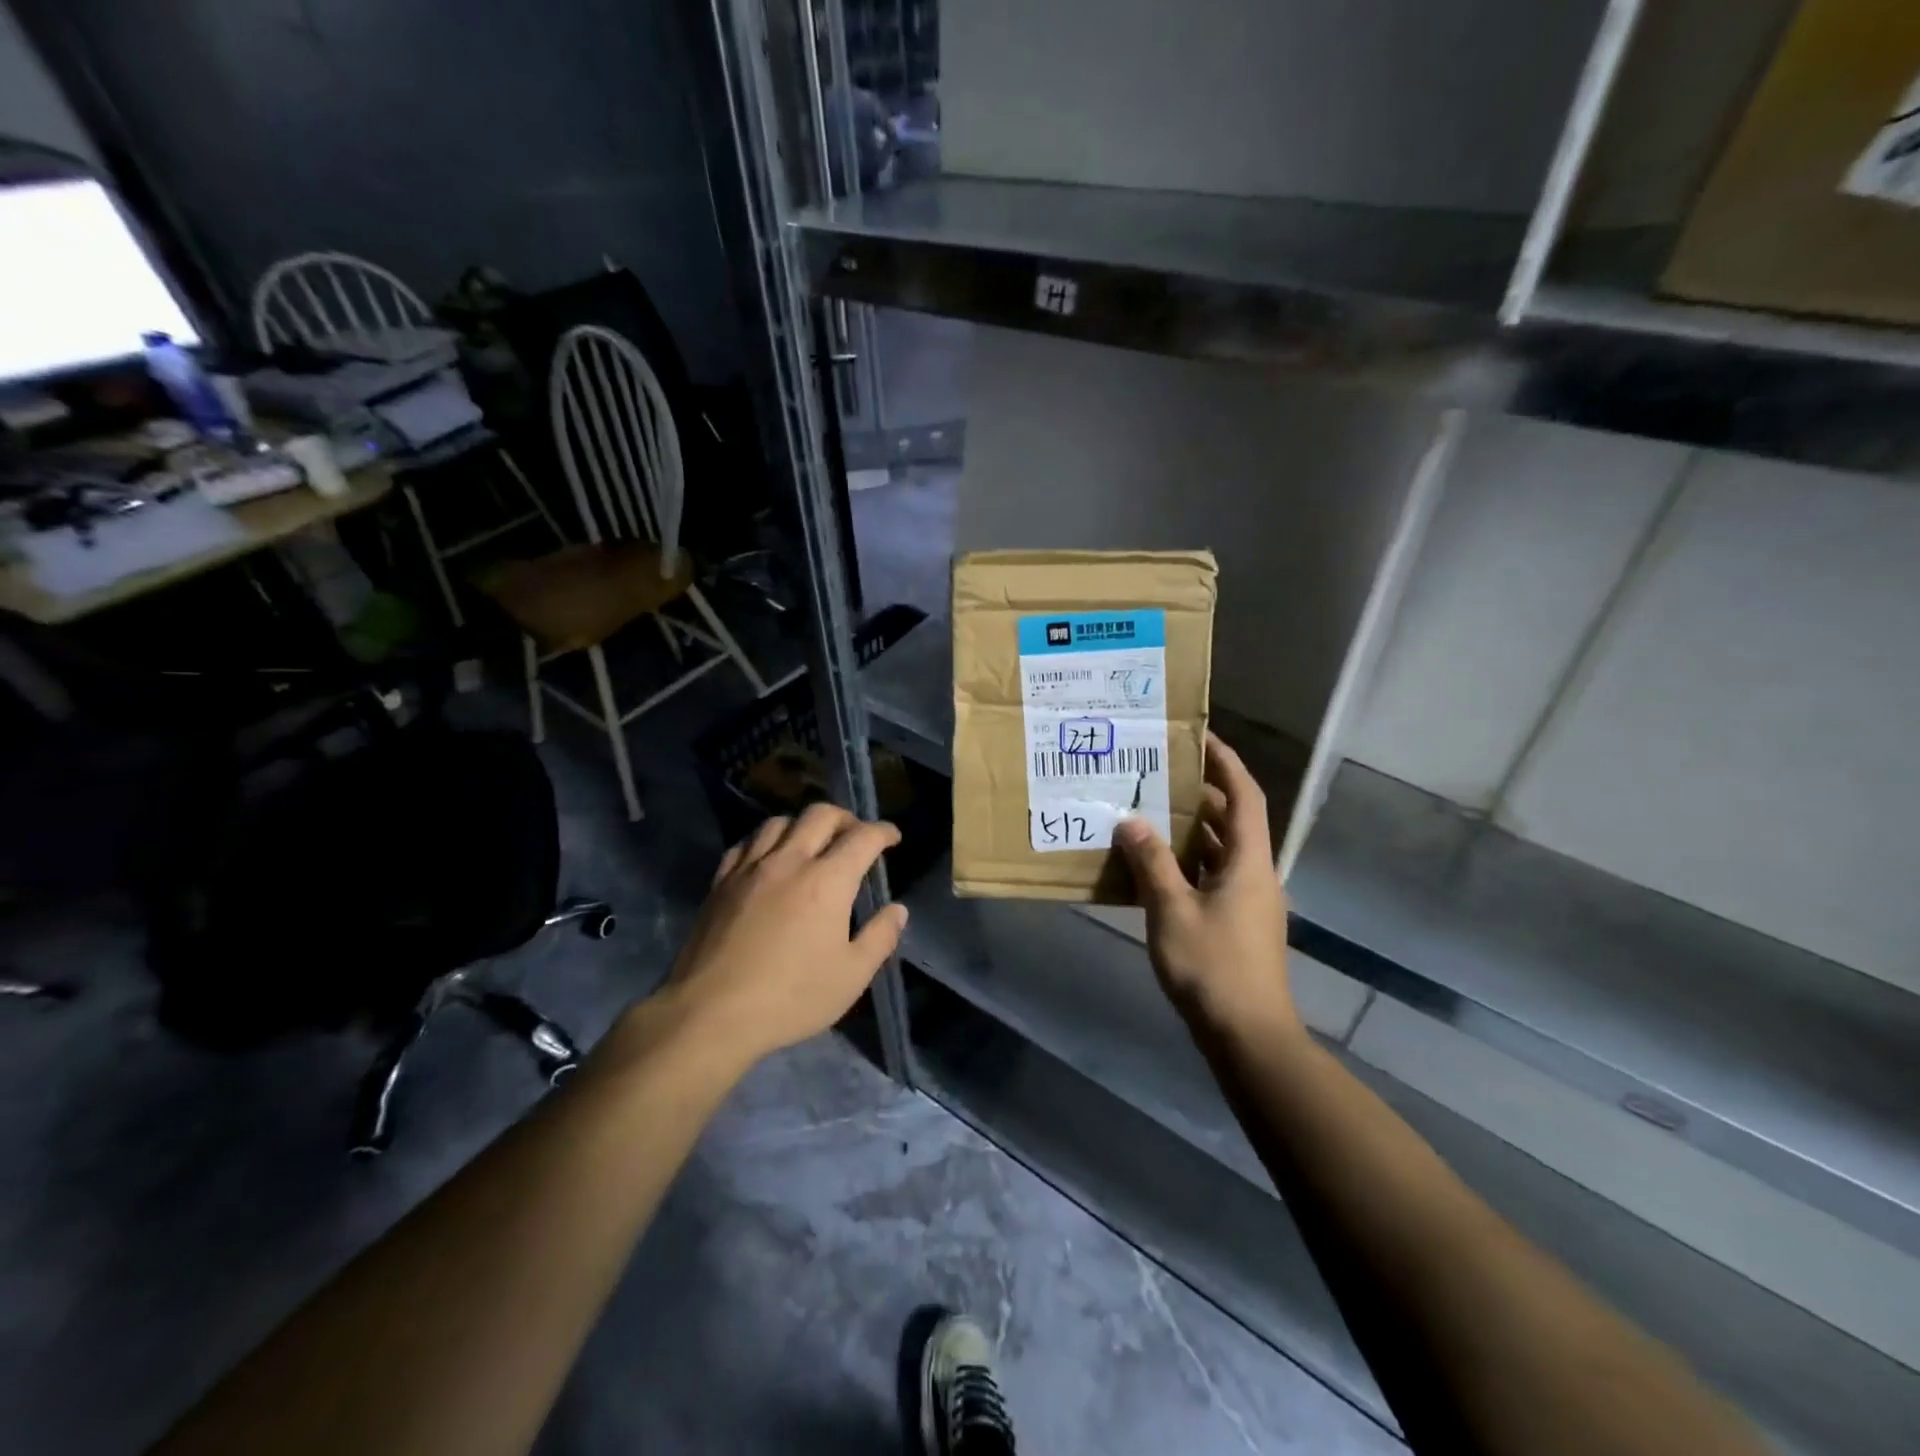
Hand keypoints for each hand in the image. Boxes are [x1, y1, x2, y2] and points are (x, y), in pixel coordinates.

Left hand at [664, 803, 908, 1064]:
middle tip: (856, 836)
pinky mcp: (721, 882)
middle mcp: (790, 861)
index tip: (893, 837)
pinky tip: (769, 857)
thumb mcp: (851, 976)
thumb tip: (897, 909)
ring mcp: (750, 868)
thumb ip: (880, 937)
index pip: (863, 838)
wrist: (711, 1013)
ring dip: (804, 824)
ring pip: (780, 822)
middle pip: (820, 815)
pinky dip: (766, 840)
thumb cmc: (790, 997)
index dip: (883, 832)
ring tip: (812, 843)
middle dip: (846, 818)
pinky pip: (747, 843)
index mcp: (827, 881)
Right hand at [1114, 733, 1298, 1040]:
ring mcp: (1247, 901)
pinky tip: (1152, 866)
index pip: (1244, 796)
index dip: (1225, 763)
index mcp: (1249, 862)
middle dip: (1199, 794)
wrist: (1248, 1036)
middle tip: (1158, 773)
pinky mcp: (1235, 924)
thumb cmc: (1213, 967)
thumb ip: (1151, 863)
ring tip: (1148, 810)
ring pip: (1219, 850)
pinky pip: (1210, 877)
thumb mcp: (1172, 910)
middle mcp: (1254, 874)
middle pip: (1231, 820)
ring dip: (1189, 830)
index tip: (1199, 737)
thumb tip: (1130, 821)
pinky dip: (1186, 863)